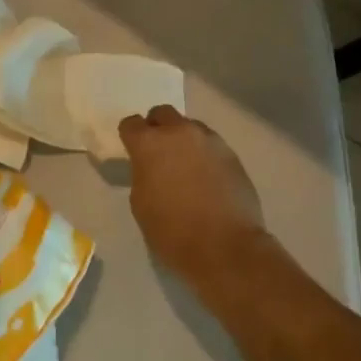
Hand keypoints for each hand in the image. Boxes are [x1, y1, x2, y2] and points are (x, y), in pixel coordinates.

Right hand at [118, 105, 269, 289]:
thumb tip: (150, 166)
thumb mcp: (141, 204)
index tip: (132, 150)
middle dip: (156, 127)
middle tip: (158, 152)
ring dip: (183, 139)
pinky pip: (210, 144)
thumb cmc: (173, 232)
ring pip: (190, 126)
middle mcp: (179, 132)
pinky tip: (206, 177)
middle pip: (162, 114)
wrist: (225, 247)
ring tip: (185, 166)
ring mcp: (209, 140)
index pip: (131, 124)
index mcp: (150, 144)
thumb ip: (142, 174)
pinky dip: (203, 154)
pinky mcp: (231, 153)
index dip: (129, 136)